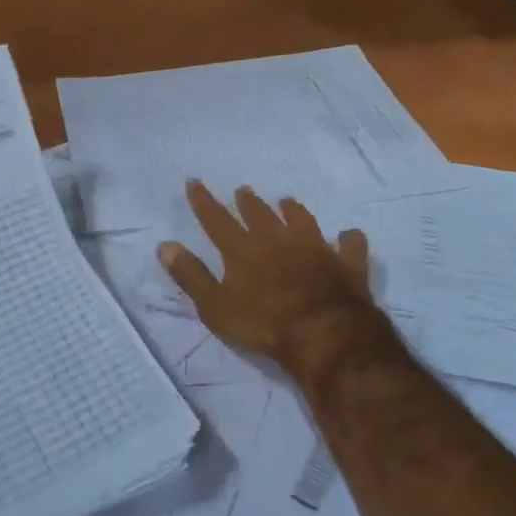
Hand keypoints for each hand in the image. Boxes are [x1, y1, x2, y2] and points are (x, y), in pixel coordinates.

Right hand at [159, 182, 397, 387]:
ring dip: (293, 210)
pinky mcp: (345, 264)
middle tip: (243, 190)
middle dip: (249, 202)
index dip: (204, 202)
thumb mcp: (215, 306)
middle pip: (260, 215)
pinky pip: (350, 246)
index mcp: (244, 250)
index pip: (217, 220)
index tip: (194, 182)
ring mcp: (315, 249)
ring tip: (287, 201)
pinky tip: (349, 235)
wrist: (323, 333)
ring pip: (303, 221)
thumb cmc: (263, 324)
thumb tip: (165, 245)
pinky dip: (349, 239)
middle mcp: (278, 241)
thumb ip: (190, 275)